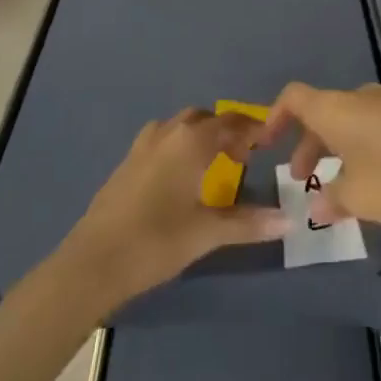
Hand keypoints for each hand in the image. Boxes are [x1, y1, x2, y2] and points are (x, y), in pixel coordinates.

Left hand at [61, 109, 289, 309]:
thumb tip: (289, 220)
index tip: (269, 141)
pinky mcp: (126, 162)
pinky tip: (180, 177)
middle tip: (243, 156)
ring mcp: (143, 145)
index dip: (252, 129)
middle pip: (204, 118)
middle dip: (226, 130)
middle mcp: (168, 133)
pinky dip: (179, 146)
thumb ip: (248, 223)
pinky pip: (162, 140)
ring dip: (200, 135)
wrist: (92, 262)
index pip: (231, 122)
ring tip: (213, 163)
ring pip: (179, 126)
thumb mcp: (206, 233)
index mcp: (191, 141)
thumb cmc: (155, 242)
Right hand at [258, 82, 380, 228]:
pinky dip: (366, 150)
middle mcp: (360, 99)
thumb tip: (316, 206)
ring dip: (339, 150)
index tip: (267, 144)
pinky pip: (378, 129)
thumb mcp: (359, 197)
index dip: (276, 116)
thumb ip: (334, 200)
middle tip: (305, 180)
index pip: (294, 97)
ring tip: (343, 189)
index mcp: (336, 109)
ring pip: (352, 122)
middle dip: (310, 145)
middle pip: (323, 113)